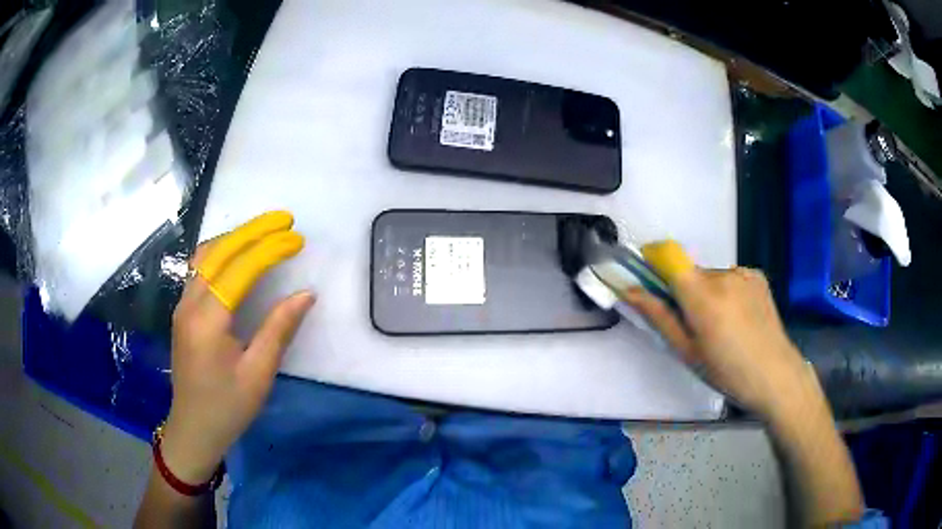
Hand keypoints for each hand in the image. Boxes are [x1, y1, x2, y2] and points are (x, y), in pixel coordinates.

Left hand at [160, 212, 313, 483]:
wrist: (193, 429)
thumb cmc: (228, 408)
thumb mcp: (258, 374)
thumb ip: (278, 330)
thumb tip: (306, 294)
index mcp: (207, 321)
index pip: (240, 269)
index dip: (269, 249)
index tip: (296, 238)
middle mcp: (189, 304)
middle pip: (218, 251)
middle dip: (252, 230)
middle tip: (284, 220)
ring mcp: (182, 305)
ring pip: (205, 255)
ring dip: (235, 237)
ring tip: (264, 230)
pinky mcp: (182, 311)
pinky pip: (200, 268)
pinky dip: (222, 252)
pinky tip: (237, 253)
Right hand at [624, 265, 810, 416]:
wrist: (776, 375)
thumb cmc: (727, 372)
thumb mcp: (687, 352)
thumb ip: (659, 317)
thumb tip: (630, 291)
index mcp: (703, 296)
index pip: (669, 256)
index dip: (654, 262)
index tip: (650, 283)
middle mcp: (723, 274)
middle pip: (690, 272)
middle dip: (685, 292)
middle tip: (694, 326)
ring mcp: (743, 273)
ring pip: (711, 277)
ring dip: (707, 294)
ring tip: (722, 326)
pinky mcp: (757, 276)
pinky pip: (730, 278)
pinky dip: (727, 292)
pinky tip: (739, 318)